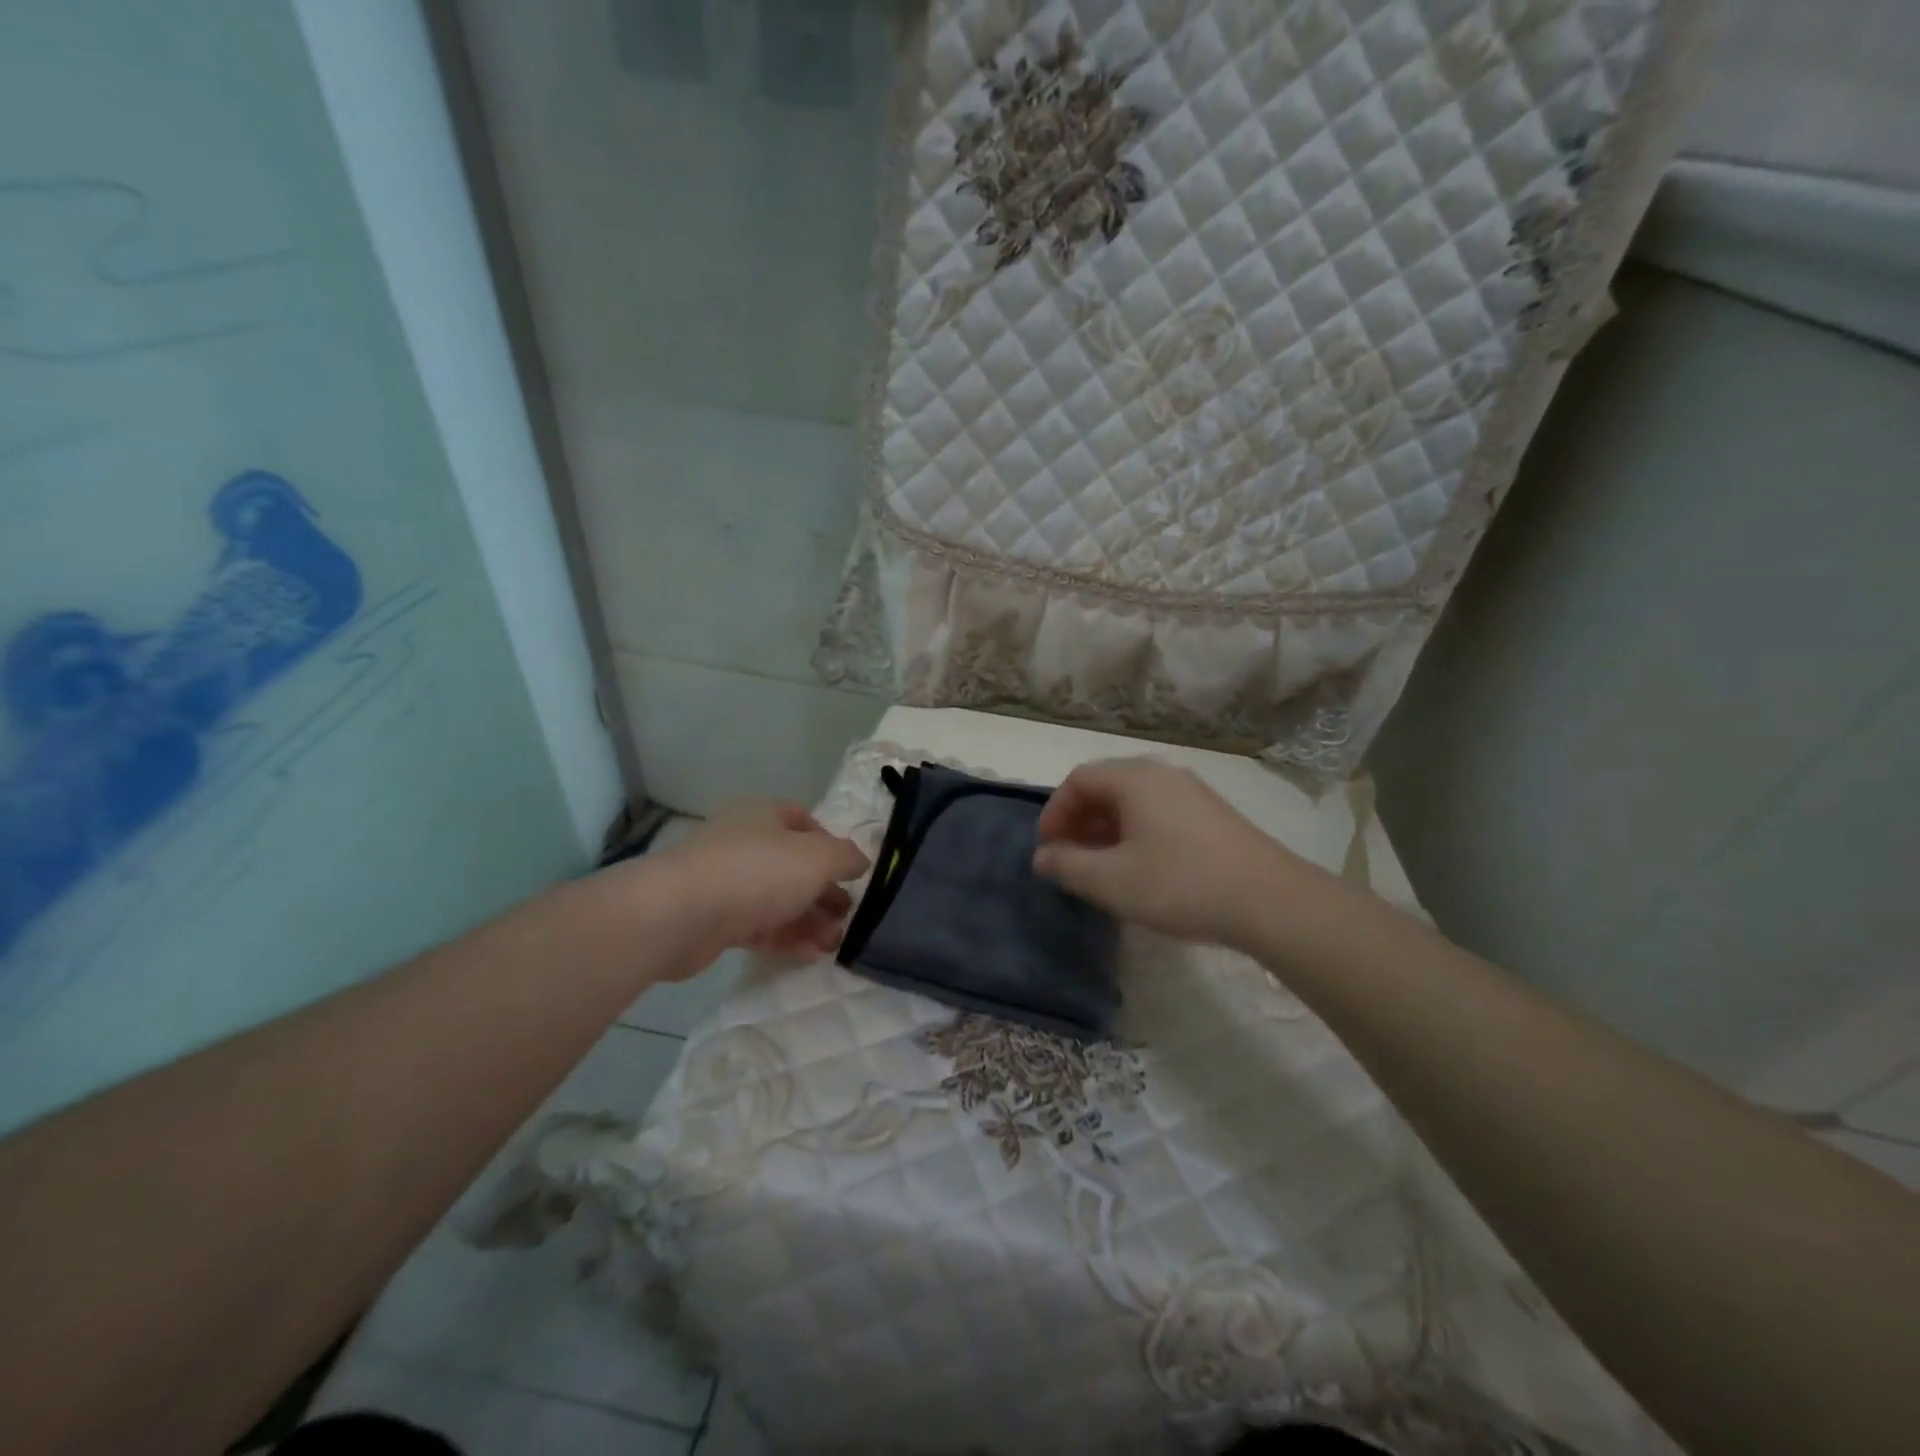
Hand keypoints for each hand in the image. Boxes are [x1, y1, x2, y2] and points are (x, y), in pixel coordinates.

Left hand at [654, 800, 868, 975]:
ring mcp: (725, 881)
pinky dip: (785, 937)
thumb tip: (860, 861)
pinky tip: (810, 954)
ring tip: (835, 943)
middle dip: (823, 889)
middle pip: (792, 864)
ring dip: (809, 919)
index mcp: (764, 815)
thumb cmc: (756, 871)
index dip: (831, 845)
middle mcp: (744, 842)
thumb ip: (846, 857)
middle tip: (848, 913)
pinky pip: (758, 926)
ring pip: (777, 898)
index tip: (850, 872)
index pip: (804, 821)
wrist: (680, 914)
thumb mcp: (817, 858)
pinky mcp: (713, 920)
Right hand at [1033, 758, 1331, 949]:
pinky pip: (1158, 812)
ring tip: (1100, 867)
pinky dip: (1135, 833)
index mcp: (1134, 778)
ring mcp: (1192, 792)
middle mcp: (1162, 774)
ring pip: (1133, 801)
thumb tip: (1042, 856)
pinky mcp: (1212, 814)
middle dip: (1079, 821)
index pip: (1078, 780)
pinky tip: (1140, 868)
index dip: (1054, 812)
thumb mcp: (1111, 881)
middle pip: (1106, 786)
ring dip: (1106, 829)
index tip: (1047, 849)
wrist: (1271, 901)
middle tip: (1069, 858)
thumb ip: (1068, 865)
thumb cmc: (1180, 884)